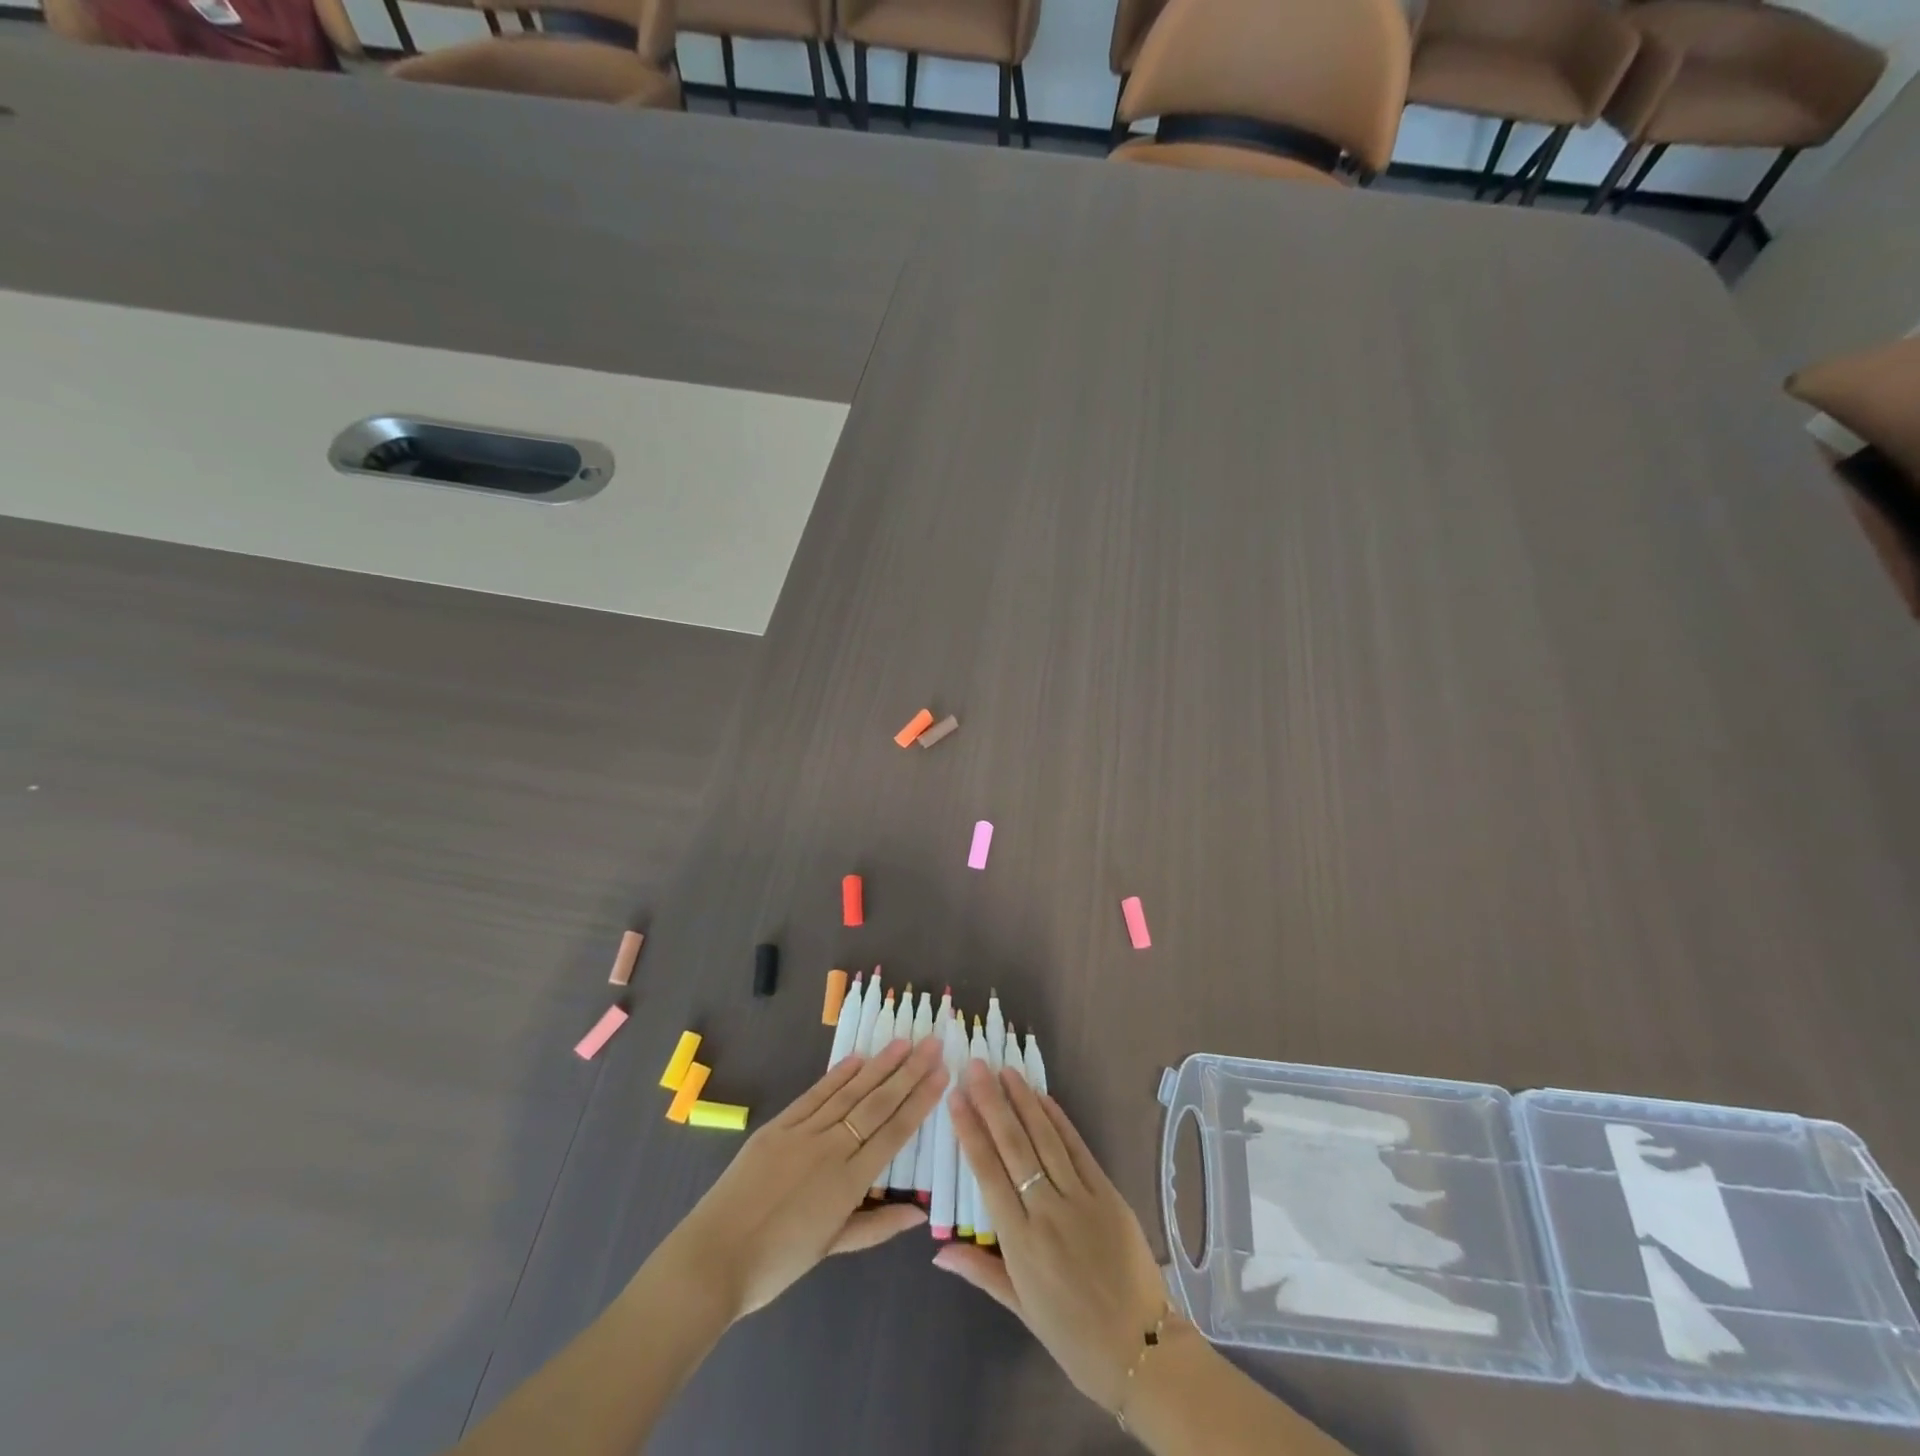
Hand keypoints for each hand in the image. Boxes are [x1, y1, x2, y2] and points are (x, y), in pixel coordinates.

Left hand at [662, 1035, 947, 1322]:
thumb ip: (876, 1226)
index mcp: (849, 1183)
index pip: (894, 1132)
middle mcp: (831, 1149)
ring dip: (879, 1065)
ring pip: (850, 1092)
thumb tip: (920, 1213)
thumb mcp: (830, 1249)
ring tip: (903, 1042)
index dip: (921, 1101)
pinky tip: (856, 1059)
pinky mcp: (778, 1126)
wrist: (712, 1258)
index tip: (942, 1074)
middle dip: (909, 1073)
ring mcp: (803, 1133)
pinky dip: (837, 1075)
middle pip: (878, 1104)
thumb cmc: (775, 1264)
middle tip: (933, 1044)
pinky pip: (814, 1095)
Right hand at [935, 1061, 1169, 1412]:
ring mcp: (1080, 1199)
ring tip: (1005, 1071)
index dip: (970, 1132)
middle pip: (1014, 1146)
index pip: (987, 1174)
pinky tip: (1043, 1098)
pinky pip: (1078, 1149)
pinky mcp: (1108, 1193)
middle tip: (975, 1066)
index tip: (955, 1098)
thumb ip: (981, 1270)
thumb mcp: (1021, 1309)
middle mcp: (1047, 1212)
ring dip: (1023, 1101)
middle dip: (992, 1103)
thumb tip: (938, 1249)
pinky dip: (1059, 1120)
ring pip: (1045, 1139)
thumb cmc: (1074, 1336)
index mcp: (1020, 1243)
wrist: (1142, 1349)